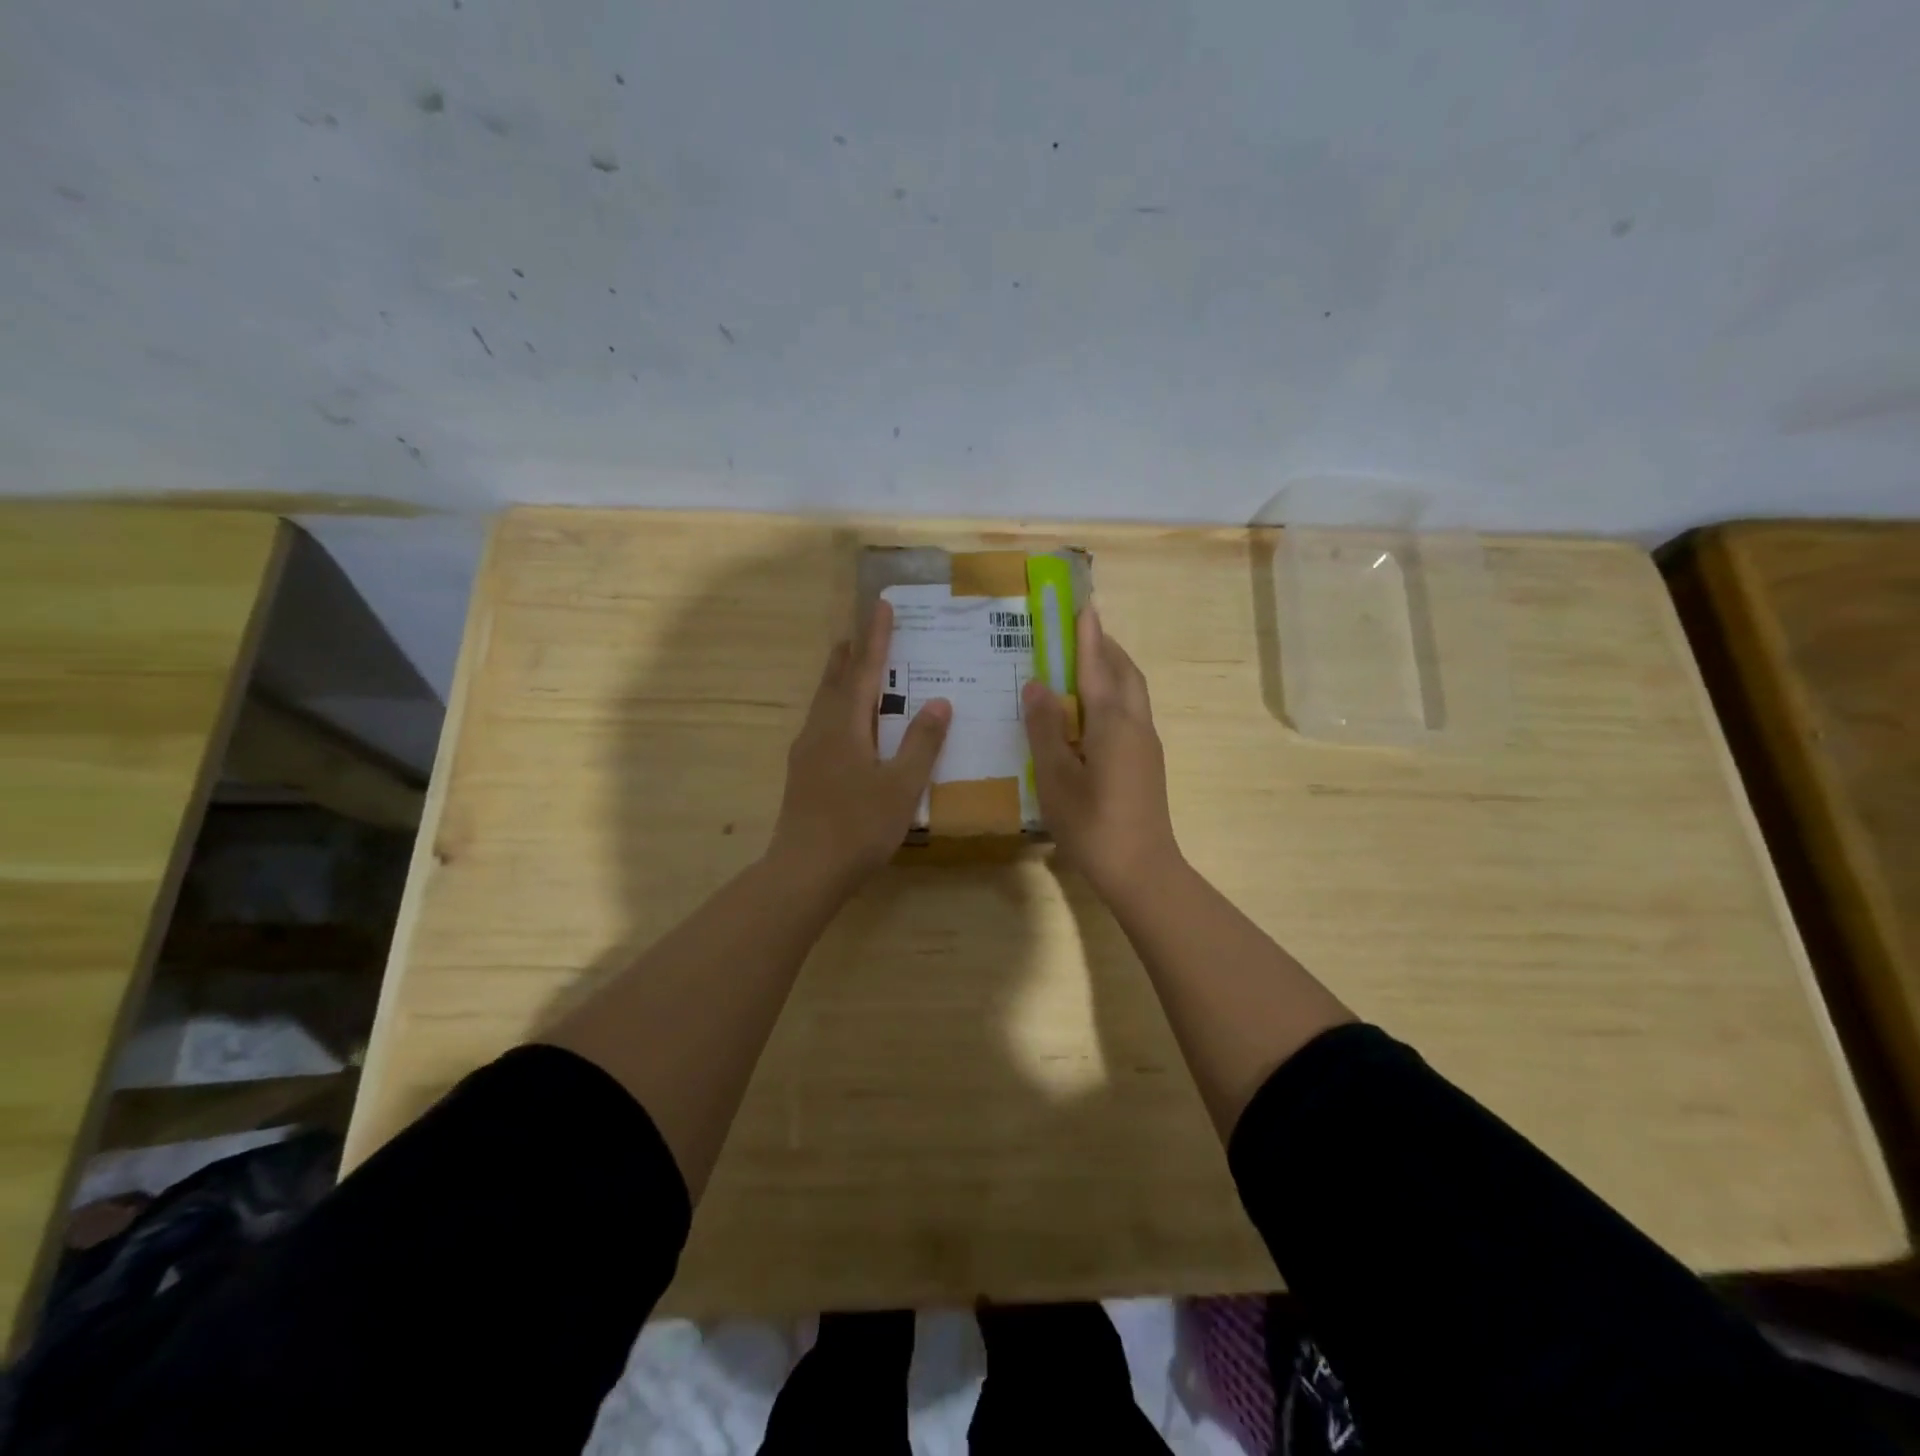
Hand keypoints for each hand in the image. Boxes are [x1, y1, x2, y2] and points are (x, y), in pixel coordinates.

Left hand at [768, 600, 950, 892]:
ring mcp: (806, 752)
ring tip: (854, 668)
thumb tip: (939, 702)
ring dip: (840, 680)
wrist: (805, 871)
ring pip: (824, 703)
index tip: (880, 605)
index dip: (874, 637)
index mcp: (844, 726)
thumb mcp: (901, 786)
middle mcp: (820, 730)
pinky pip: (822, 724)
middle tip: (862, 630)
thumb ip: (922, 743)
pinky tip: (848, 726)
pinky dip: (838, 708)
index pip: (863, 670)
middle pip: (834, 680)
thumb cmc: (858, 826)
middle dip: (850, 653)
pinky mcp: (803, 773)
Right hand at [1023, 604, 1181, 901]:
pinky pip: (1131, 712)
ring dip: (1113, 669)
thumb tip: (1036, 685)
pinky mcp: (1146, 763)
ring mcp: (1146, 744)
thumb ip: (1045, 728)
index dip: (1088, 634)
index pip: (1099, 665)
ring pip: (1133, 693)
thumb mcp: (1055, 777)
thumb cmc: (1092, 824)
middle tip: (1079, 631)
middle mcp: (1136, 725)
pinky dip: (1114, 695)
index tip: (1082, 604)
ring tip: (1083, 664)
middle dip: (1105, 647)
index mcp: (1112, 723)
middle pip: (1125, 672)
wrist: (1142, 870)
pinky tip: (1091, 711)